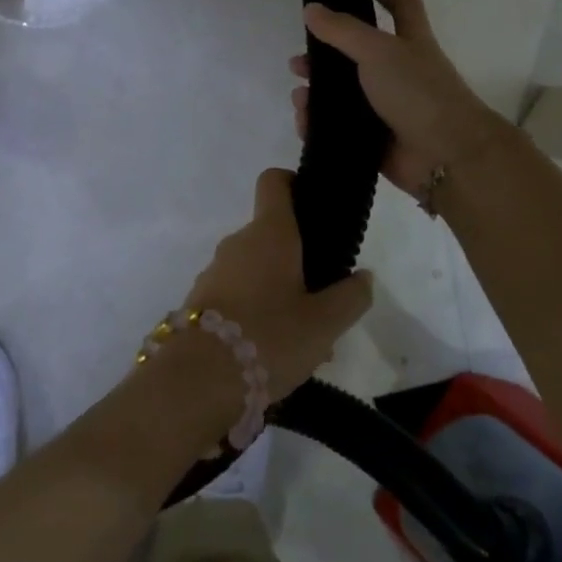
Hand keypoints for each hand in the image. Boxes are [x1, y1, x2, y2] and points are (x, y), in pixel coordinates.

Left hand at [181, 169, 372, 401]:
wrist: (198, 380)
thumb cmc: (270, 336)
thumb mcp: (325, 322)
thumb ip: (351, 296)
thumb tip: (363, 277)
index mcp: (270, 232)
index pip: (274, 181)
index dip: (294, 183)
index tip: (315, 207)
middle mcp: (238, 242)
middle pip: (272, 235)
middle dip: (299, 261)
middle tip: (325, 300)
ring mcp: (214, 271)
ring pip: (256, 270)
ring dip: (279, 292)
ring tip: (305, 340)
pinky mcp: (200, 302)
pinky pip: (237, 295)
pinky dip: (257, 312)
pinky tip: (274, 352)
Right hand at [291, 0, 510, 195]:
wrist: (446, 156)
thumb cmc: (418, 91)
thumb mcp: (379, 50)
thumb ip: (343, 30)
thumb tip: (311, 8)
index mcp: (410, 42)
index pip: (400, 4)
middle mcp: (399, 72)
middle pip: (358, 54)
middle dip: (327, 53)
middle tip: (299, 56)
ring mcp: (387, 108)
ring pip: (344, 94)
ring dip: (318, 92)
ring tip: (298, 92)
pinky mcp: (374, 139)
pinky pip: (339, 127)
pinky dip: (319, 124)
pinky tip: (304, 121)